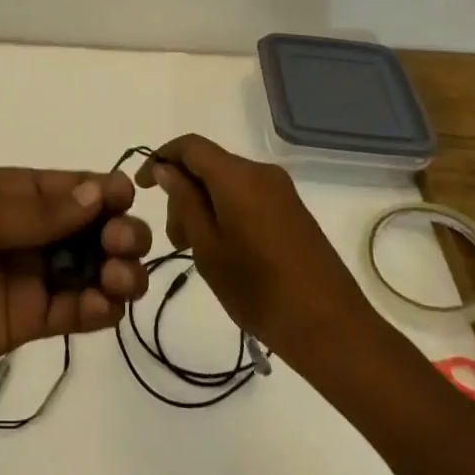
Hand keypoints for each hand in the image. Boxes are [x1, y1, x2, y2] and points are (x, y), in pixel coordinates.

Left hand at [0, 167, 152, 404]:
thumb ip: (36, 214)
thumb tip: (98, 192)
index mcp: (11, 194)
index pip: (71, 186)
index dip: (105, 191)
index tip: (127, 202)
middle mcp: (28, 231)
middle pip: (91, 226)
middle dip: (117, 231)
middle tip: (121, 247)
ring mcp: (31, 276)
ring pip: (92, 267)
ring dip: (117, 271)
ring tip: (118, 282)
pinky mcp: (30, 320)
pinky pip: (76, 309)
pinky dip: (99, 308)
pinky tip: (103, 309)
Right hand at [136, 135, 377, 368]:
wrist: (332, 328)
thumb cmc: (260, 291)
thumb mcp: (208, 249)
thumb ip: (184, 202)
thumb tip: (166, 169)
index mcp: (237, 177)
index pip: (189, 146)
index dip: (160, 158)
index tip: (142, 188)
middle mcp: (261, 173)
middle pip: (209, 165)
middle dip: (183, 192)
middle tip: (176, 240)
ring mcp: (282, 191)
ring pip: (227, 182)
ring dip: (204, 205)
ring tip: (198, 251)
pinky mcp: (293, 211)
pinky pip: (248, 196)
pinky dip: (226, 211)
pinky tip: (225, 250)